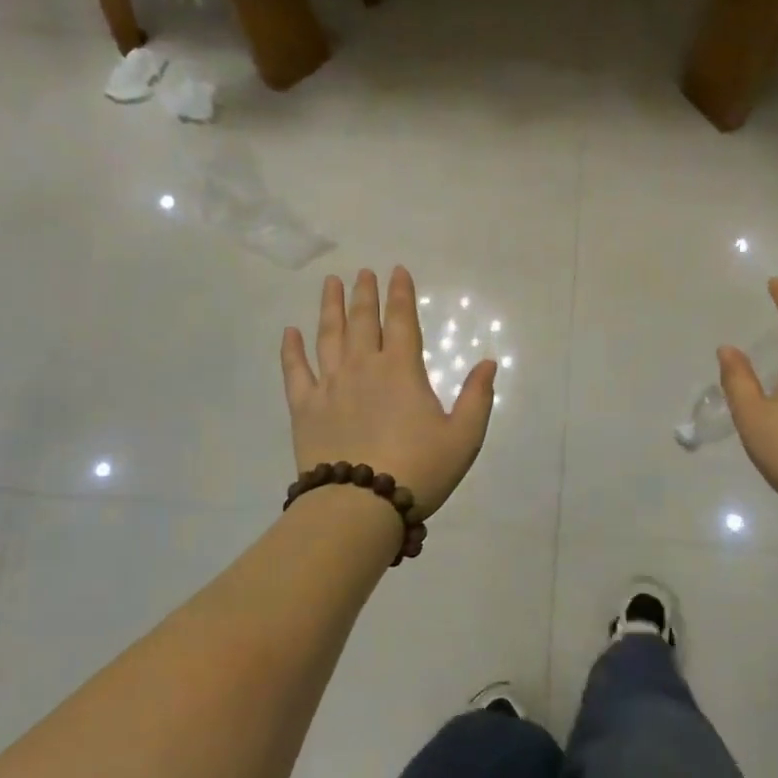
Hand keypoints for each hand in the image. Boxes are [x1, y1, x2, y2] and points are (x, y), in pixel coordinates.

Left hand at [281, 266, 495, 516]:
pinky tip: (289, 333)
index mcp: (401, 370)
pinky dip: (291, 350)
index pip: (401, 320)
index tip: (396, 271)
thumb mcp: (463, 437)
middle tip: (362, 272)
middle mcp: (363, 367)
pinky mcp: (304, 408)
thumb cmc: (419, 470)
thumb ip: (477, 397)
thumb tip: (488, 363)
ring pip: (328, 336)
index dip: (400, 294)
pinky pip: (295, 371)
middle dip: (364, 293)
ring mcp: (330, 385)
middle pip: (362, 321)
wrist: (359, 505)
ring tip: (330, 283)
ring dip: (330, 307)